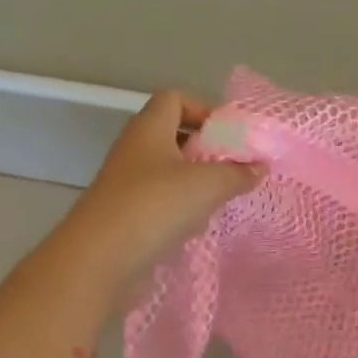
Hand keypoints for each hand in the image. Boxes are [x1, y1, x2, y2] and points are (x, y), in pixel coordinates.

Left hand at [64, 90, 261, 284]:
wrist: (98, 259)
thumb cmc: (155, 206)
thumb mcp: (208, 185)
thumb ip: (238, 173)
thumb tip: (260, 165)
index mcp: (149, 128)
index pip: (174, 98)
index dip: (203, 108)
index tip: (229, 135)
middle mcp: (134, 149)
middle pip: (173, 135)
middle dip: (205, 149)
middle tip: (231, 168)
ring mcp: (125, 183)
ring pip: (167, 171)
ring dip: (194, 182)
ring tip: (218, 199)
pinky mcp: (123, 215)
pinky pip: (158, 201)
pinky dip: (179, 209)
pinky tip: (195, 226)